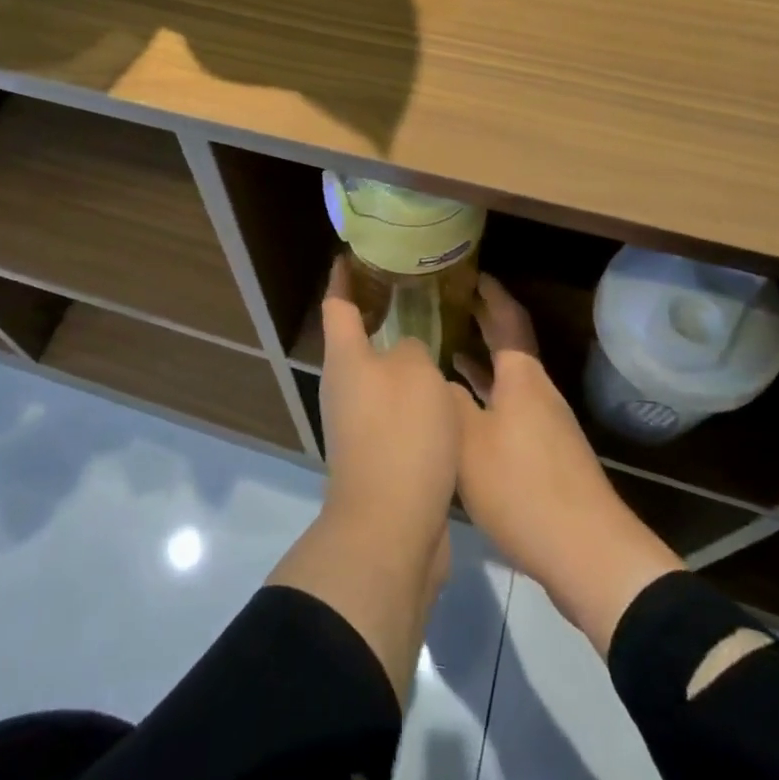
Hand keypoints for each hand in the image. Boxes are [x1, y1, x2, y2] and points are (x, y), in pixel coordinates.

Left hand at [319, 258, 462, 550]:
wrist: (391, 525)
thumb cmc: (401, 434)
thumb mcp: (417, 373)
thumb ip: (413, 349)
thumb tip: (406, 354)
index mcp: (345, 358)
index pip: (337, 303)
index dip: (343, 276)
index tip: (350, 253)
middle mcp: (343, 386)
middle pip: (354, 340)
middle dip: (377, 314)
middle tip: (410, 290)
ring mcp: (356, 423)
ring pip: (377, 376)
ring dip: (399, 356)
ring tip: (433, 335)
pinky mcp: (377, 454)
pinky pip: (393, 409)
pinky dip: (412, 393)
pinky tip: (441, 389)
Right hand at [454, 275, 683, 653]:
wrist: (586, 554)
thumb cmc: (522, 486)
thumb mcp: (469, 440)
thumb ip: (448, 402)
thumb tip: (437, 378)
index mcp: (522, 378)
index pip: (508, 320)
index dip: (491, 294)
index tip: (471, 273)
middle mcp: (538, 393)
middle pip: (510, 347)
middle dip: (484, 323)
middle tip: (451, 303)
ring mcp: (545, 426)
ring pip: (508, 381)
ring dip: (482, 362)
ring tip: (447, 349)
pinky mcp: (546, 457)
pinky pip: (510, 409)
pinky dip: (487, 397)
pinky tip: (466, 413)